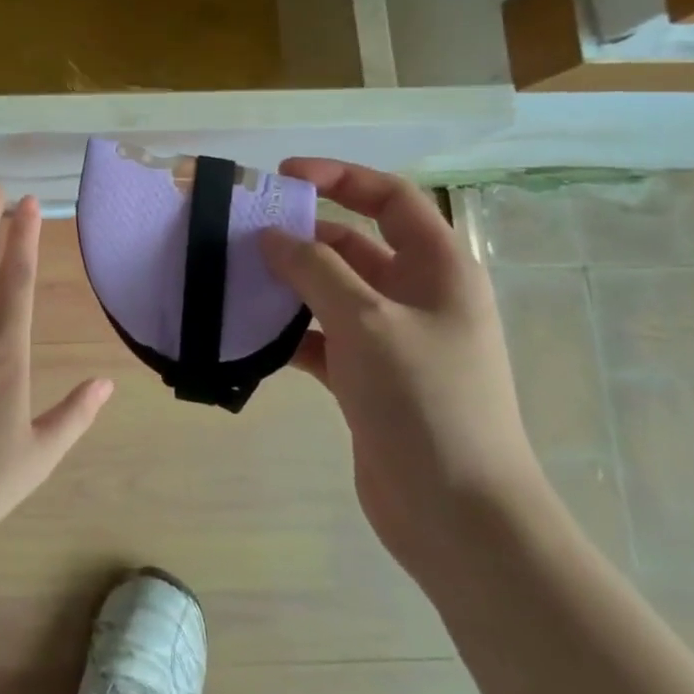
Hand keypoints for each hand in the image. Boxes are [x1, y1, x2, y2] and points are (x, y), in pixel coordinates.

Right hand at [258, 159, 547, 582]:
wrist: (458, 516)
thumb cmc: (425, 402)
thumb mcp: (367, 322)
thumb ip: (316, 270)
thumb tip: (272, 236)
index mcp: (438, 270)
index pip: (390, 199)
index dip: (340, 177)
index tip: (284, 177)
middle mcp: (417, 297)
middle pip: (355, 244)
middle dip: (302, 235)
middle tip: (243, 233)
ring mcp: (392, 340)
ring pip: (332, 292)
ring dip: (289, 283)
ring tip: (235, 278)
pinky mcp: (367, 379)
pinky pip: (322, 337)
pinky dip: (290, 332)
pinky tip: (251, 334)